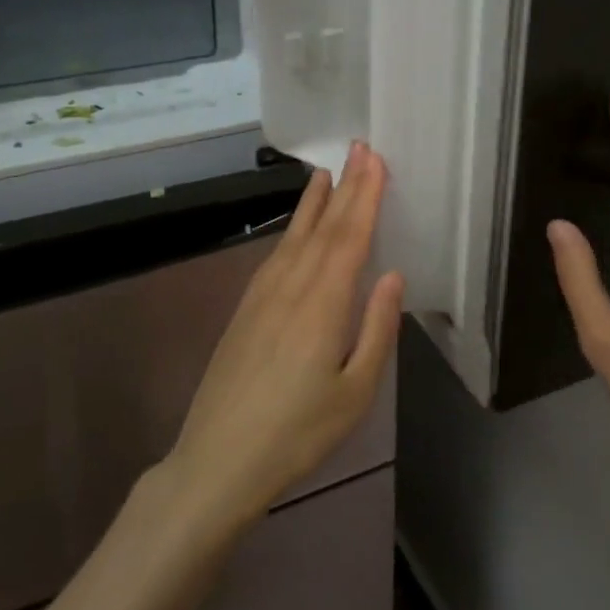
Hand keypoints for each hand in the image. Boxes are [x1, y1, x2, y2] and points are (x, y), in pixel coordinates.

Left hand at [167, 143, 402, 526]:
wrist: (217, 461)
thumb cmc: (298, 433)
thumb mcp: (355, 392)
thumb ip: (376, 329)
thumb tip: (392, 274)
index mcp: (323, 304)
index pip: (350, 236)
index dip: (365, 195)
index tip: (376, 159)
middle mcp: (291, 287)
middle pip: (324, 227)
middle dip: (346, 186)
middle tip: (360, 147)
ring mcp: (263, 295)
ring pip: (295, 236)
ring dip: (315, 202)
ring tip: (328, 173)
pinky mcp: (246, 309)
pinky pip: (276, 254)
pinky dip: (292, 230)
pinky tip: (297, 228)